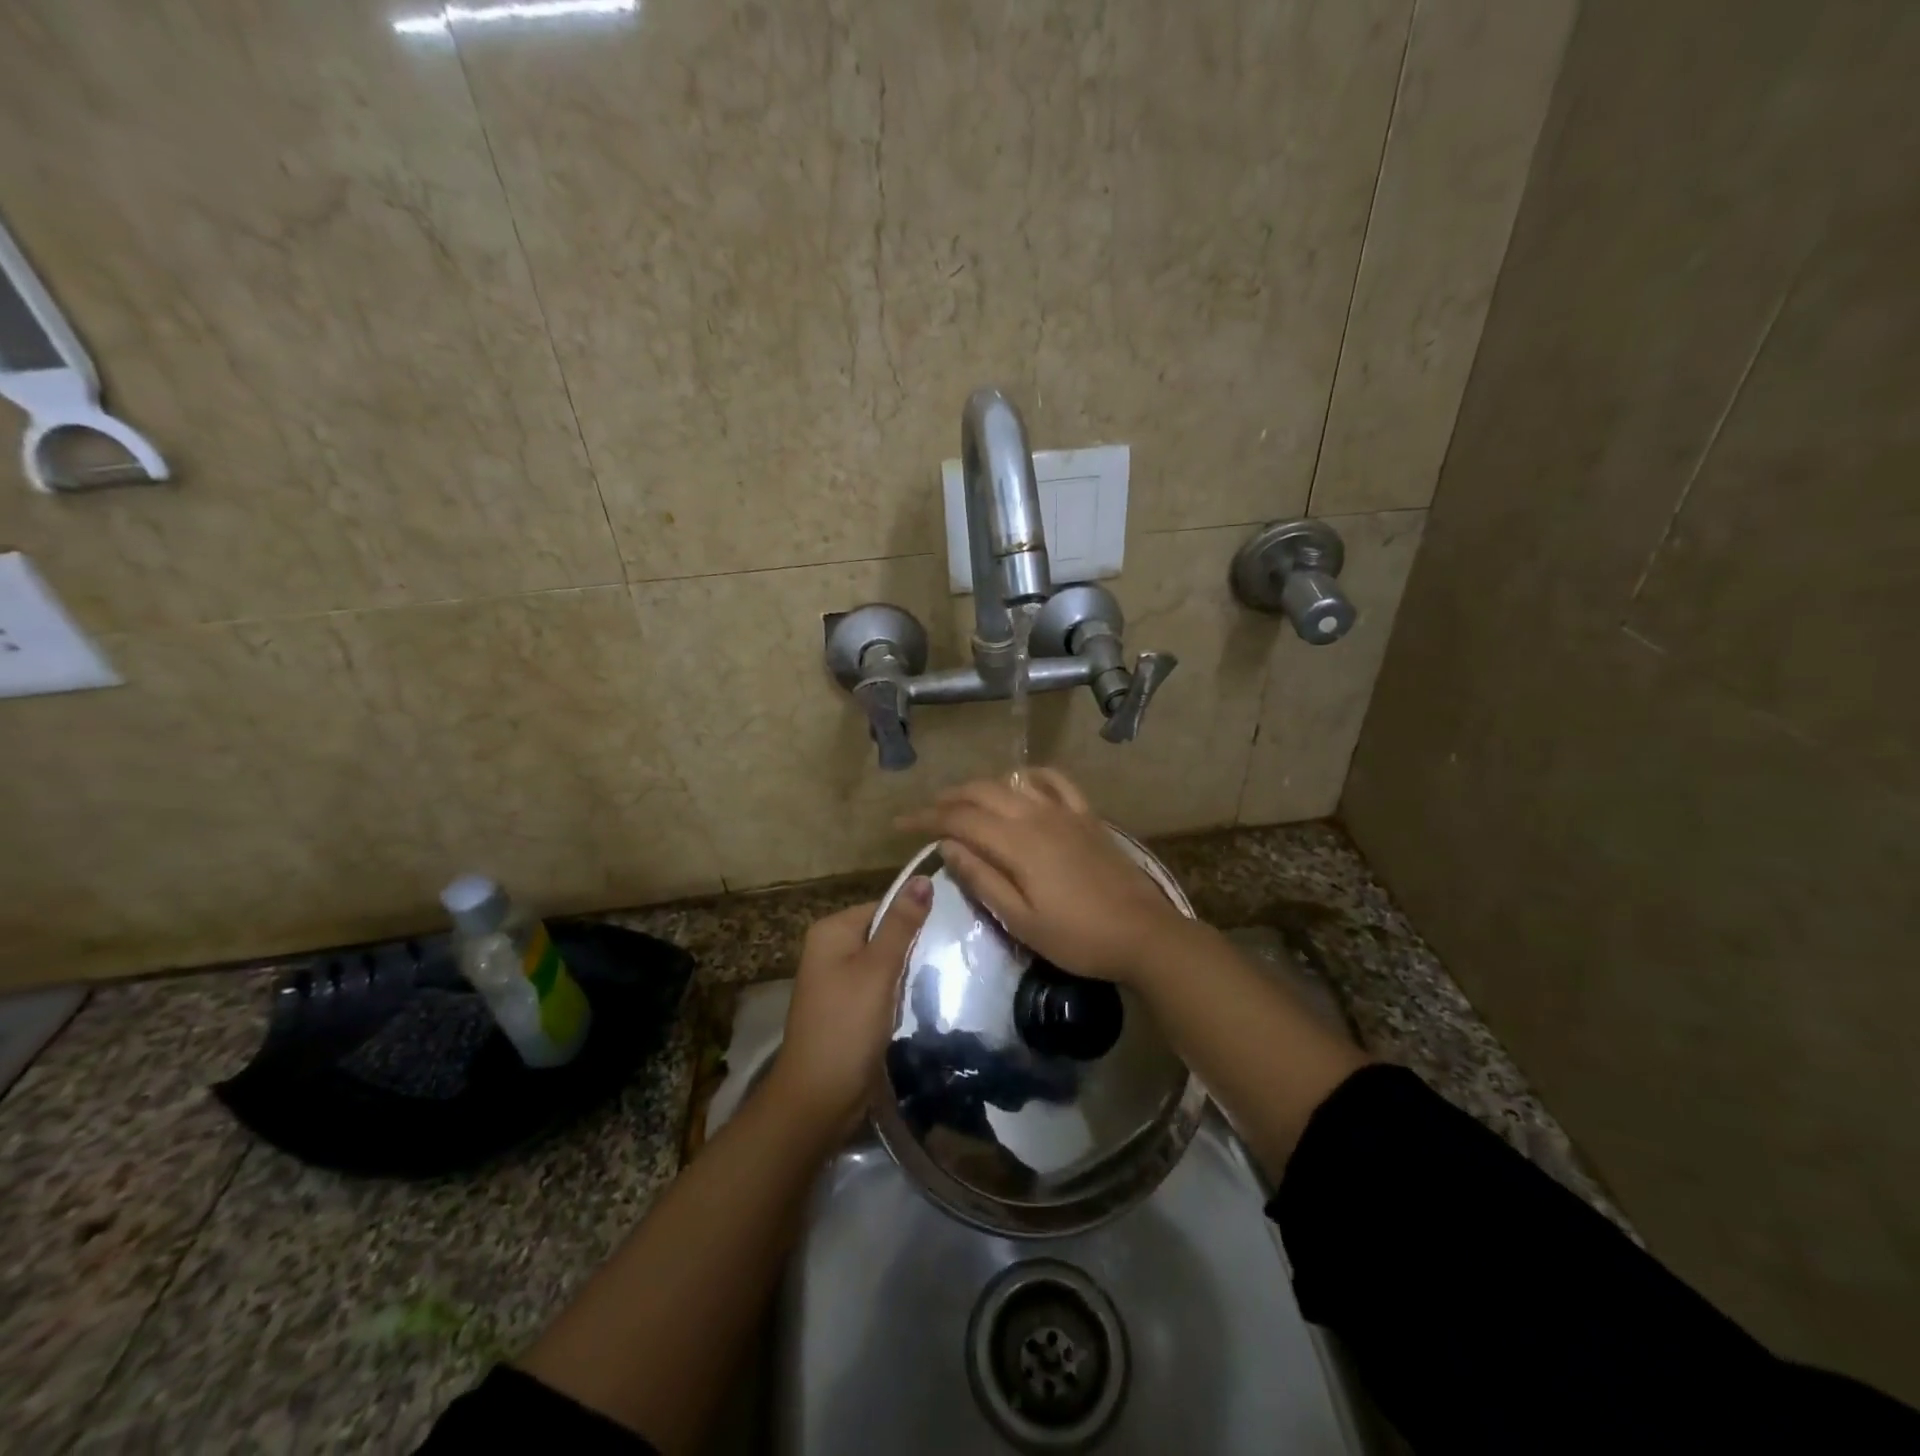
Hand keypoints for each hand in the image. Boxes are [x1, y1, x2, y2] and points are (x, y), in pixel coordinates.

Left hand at [768, 879, 932, 1131]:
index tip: (951, 930)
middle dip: (913, 947)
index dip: (915, 918)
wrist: (818, 1100)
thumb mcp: (878, 970)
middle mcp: (830, 949)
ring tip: (943, 978)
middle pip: (884, 934)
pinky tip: (920, 1002)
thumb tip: (922, 877)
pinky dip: (898, 994)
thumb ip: (902, 925)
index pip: (884, 907)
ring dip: (908, 973)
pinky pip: (879, 988)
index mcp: (831, 931)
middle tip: (951, 956)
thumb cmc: (846, 1026)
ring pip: (885, 963)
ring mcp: (836, 981)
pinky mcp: (847, 1008)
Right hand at [899, 769, 1190, 983]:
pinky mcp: (1087, 816)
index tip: (900, 825)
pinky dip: (1031, 776)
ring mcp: (1065, 812)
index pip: (959, 819)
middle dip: (948, 798)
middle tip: (926, 812)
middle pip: (982, 792)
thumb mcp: (1020, 920)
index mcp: (1017, 843)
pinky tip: (1022, 782)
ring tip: (963, 800)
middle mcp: (1037, 816)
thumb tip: (947, 845)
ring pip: (1013, 783)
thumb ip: (982, 879)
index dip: (926, 818)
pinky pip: (1056, 781)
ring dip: (982, 786)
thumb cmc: (1077, 937)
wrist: (1143, 934)